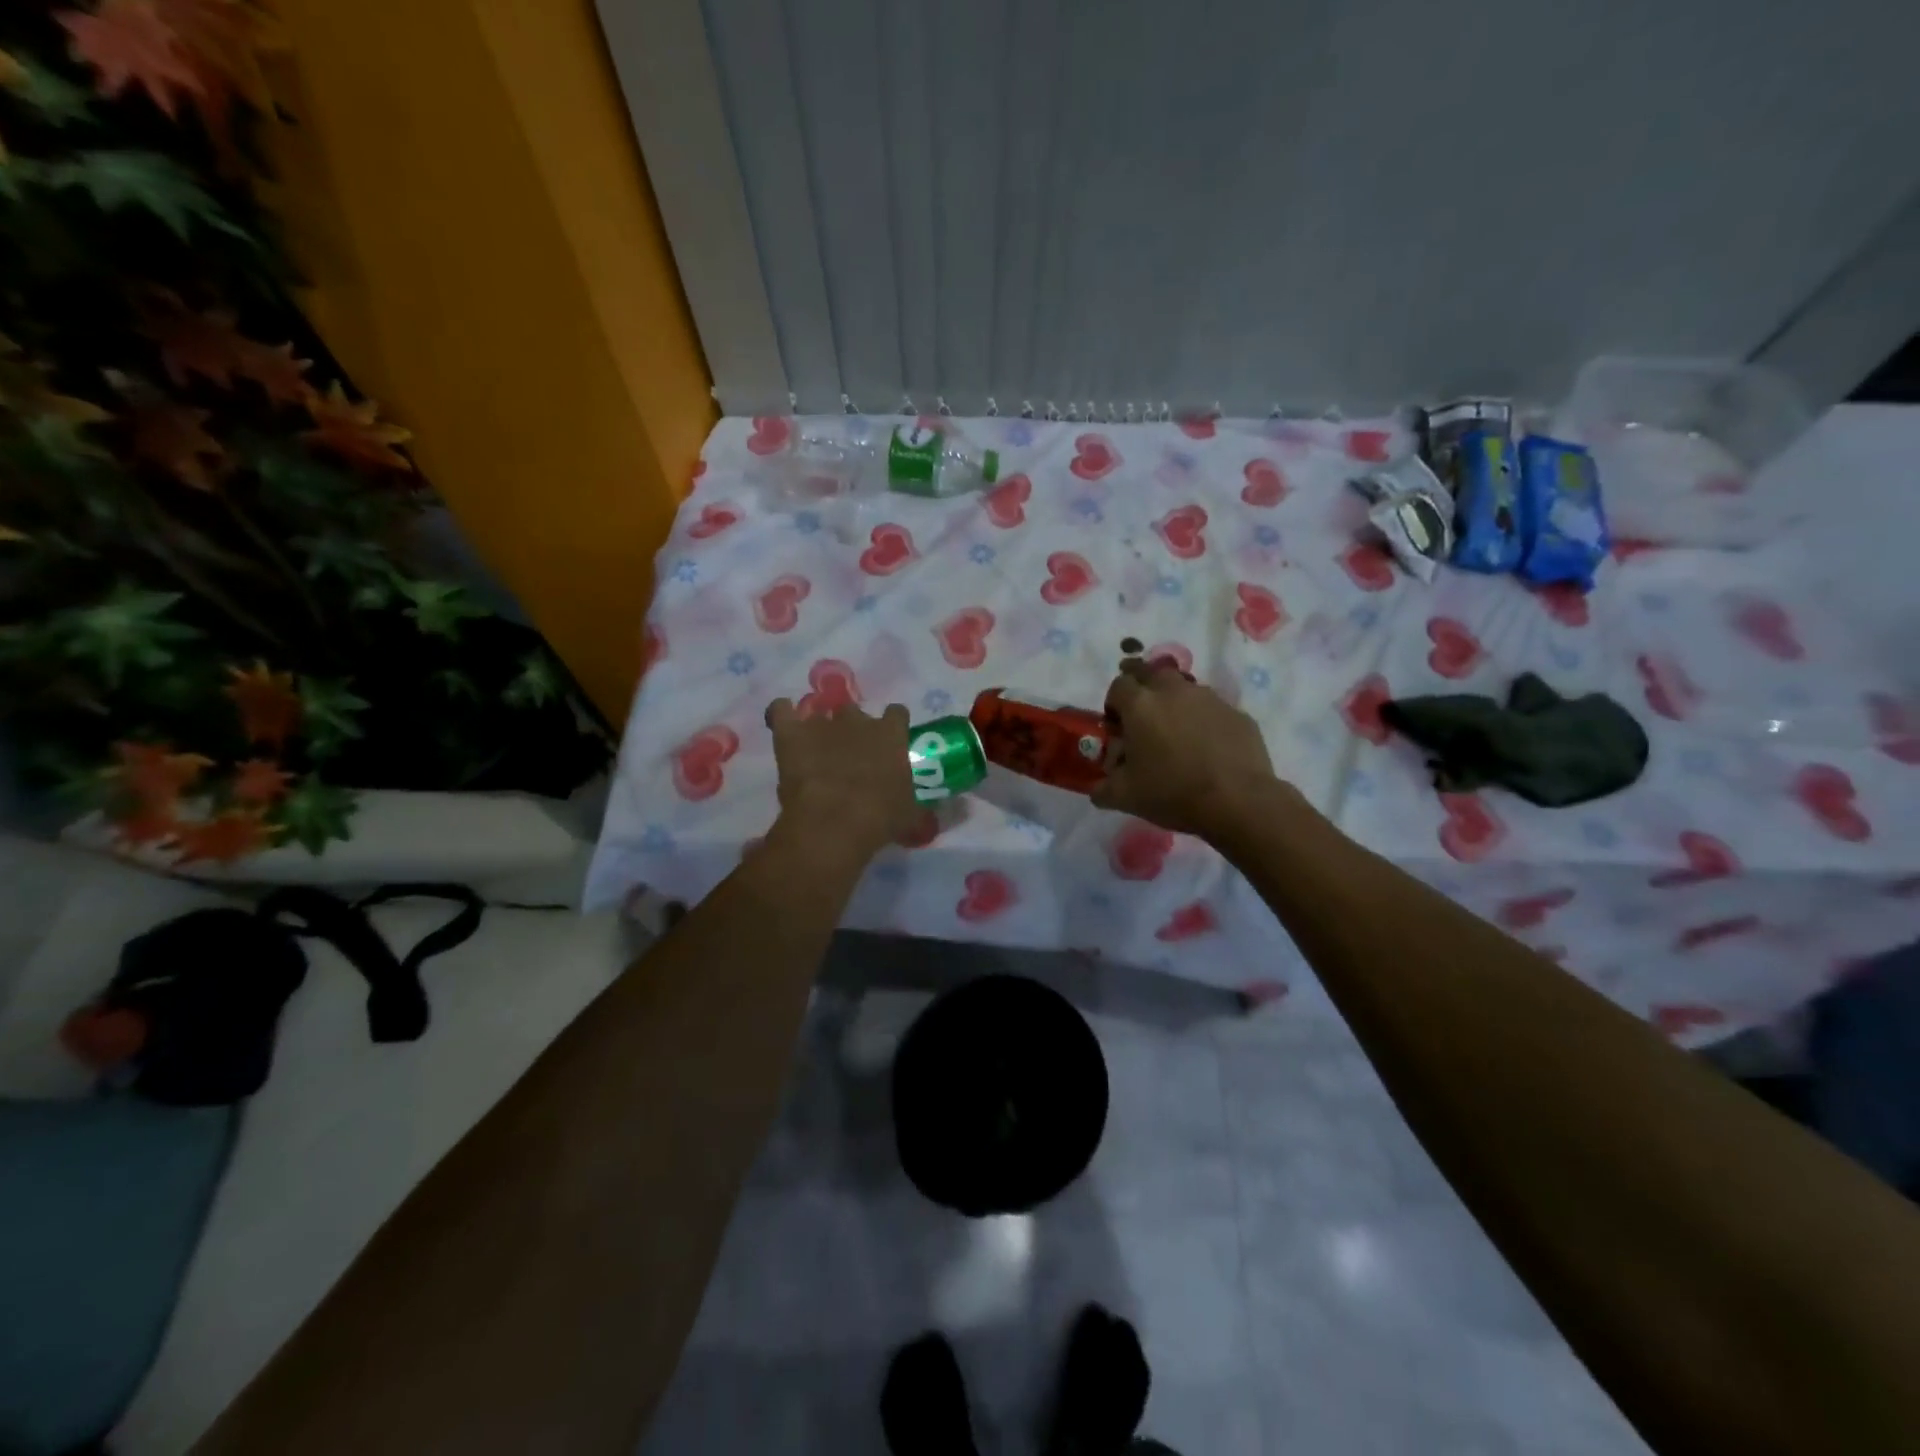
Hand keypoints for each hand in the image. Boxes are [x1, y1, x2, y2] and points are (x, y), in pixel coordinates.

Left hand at [764, 699, 925, 863]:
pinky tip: (783, 725)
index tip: (888, 743)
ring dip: (817, 727)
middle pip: (855, 712)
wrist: (835, 822)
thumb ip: (915, 805)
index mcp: (891, 735)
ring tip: (813, 749)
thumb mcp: (909, 815)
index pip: (897, 714)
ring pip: (819, 711)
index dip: (891, 726)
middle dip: (852, 728)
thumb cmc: (880, 818)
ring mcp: (822, 723)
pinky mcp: (790, 733)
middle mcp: (858, 721)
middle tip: (849, 755)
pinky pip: (780, 710)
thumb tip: (925, 814)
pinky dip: (782, 715)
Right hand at [1092, 659, 1286, 839]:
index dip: (1113, 703)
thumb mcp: (1124, 797)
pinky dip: (1202, 719)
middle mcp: (1173, 691)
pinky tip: (1205, 747)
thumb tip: (1097, 787)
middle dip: (1141, 686)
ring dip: (1173, 701)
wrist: (1237, 802)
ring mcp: (1209, 698)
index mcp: (1140, 705)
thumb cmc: (1172, 793)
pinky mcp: (1236, 713)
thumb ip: (1102, 788)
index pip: (1118, 685)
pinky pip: (1211, 708)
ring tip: (1175, 731)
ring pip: (1183, 687)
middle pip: (1151, 671)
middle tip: (1142, 715)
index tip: (1117, 727)